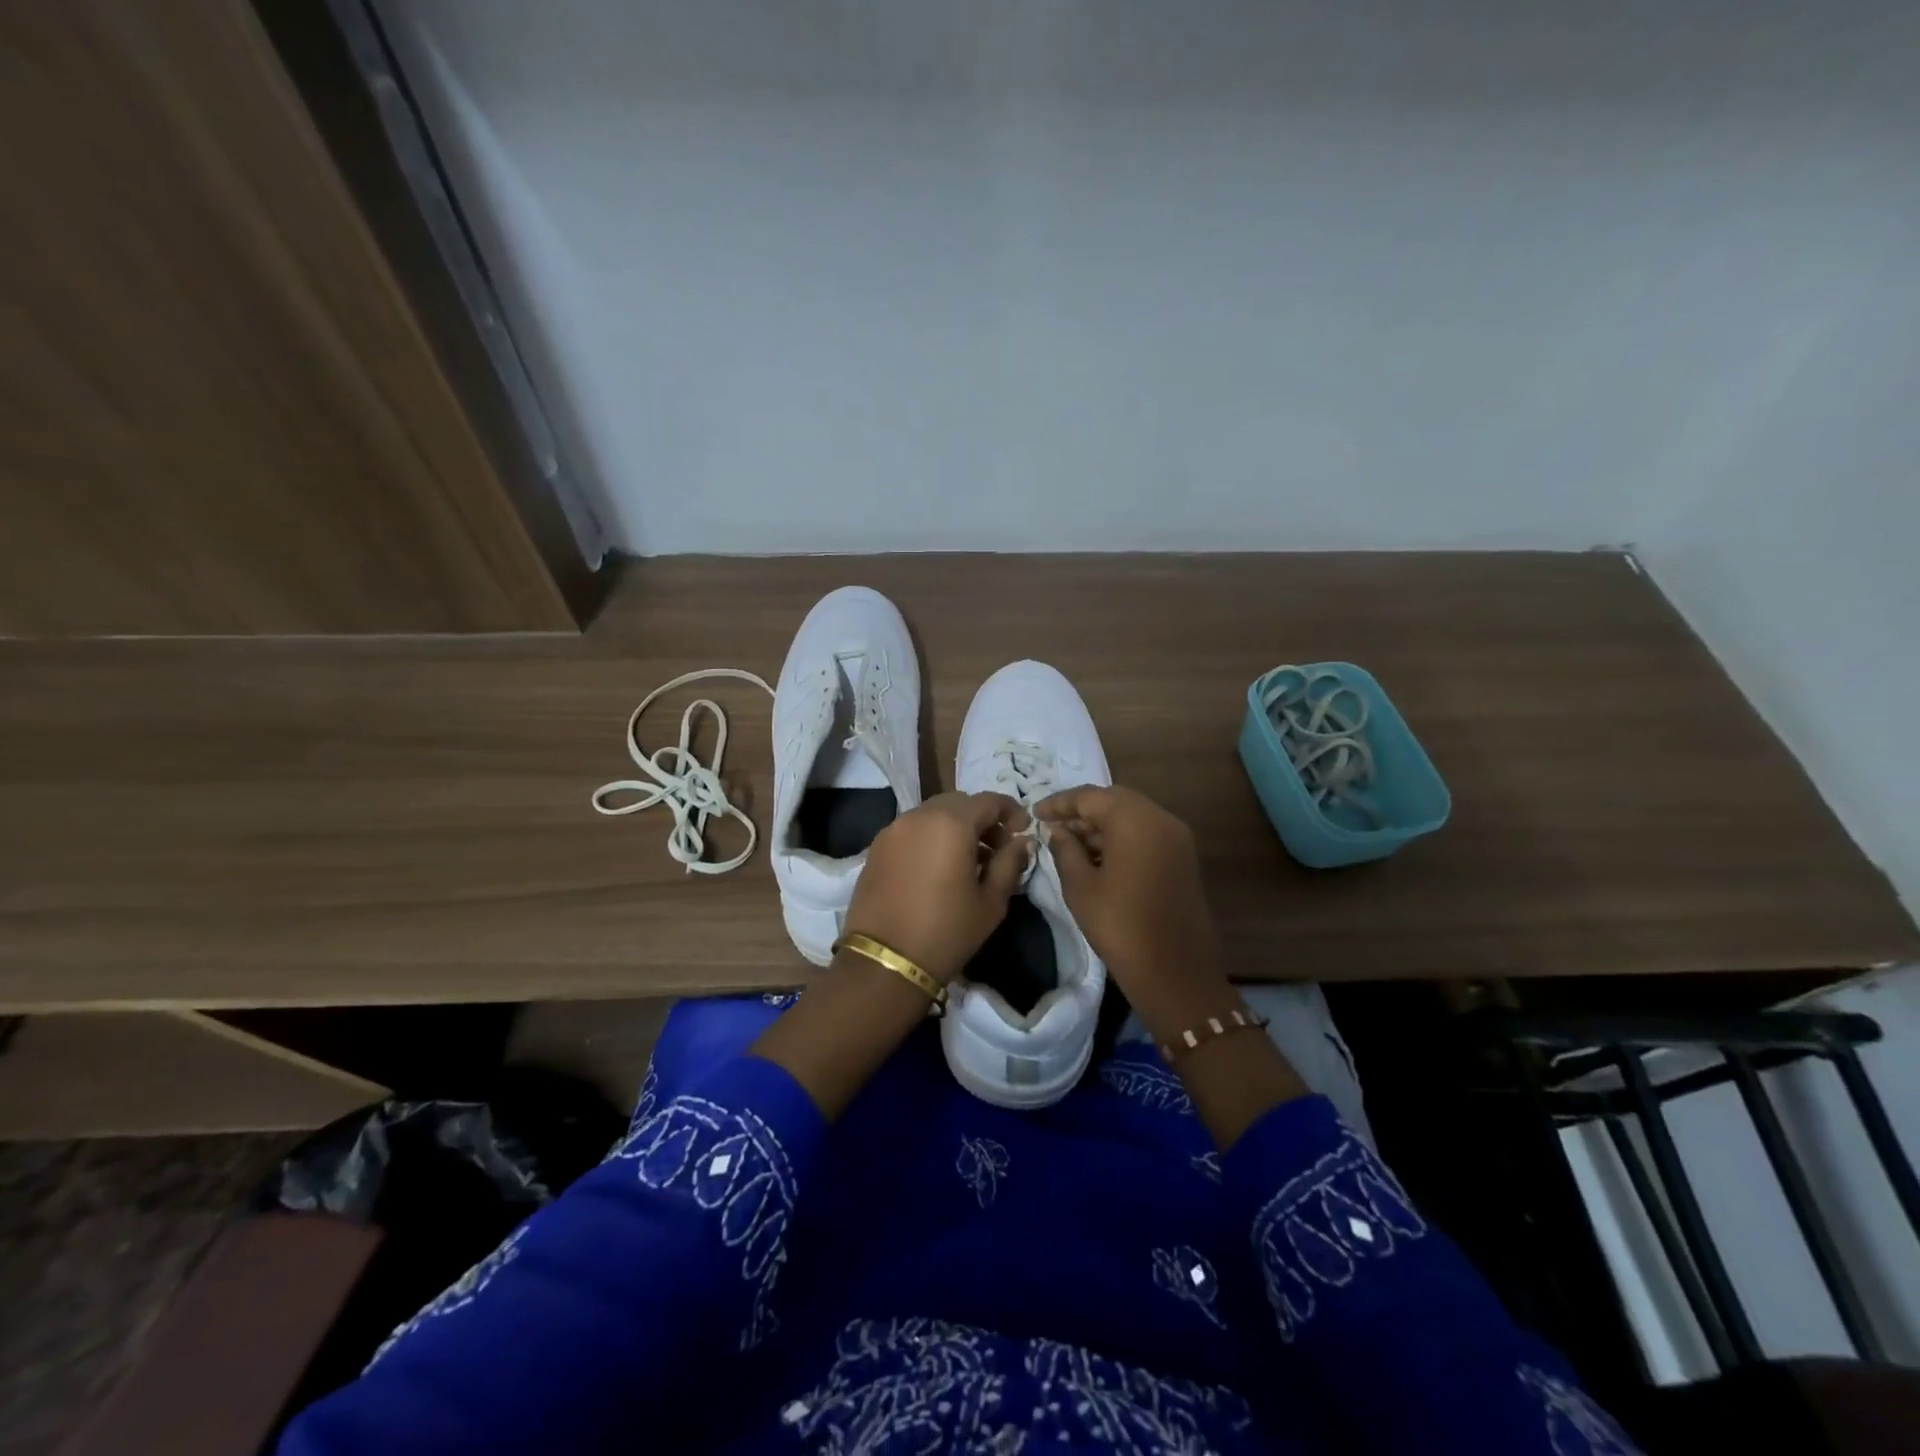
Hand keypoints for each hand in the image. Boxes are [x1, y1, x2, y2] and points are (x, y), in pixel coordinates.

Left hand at [844, 791, 1030, 982]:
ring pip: (933, 814)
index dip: (1011, 812)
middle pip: (959, 803)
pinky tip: (938, 868)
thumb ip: (1010, 863)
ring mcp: (893, 829)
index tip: (1022, 832)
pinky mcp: (876, 847)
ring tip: (968, 861)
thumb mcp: (990, 901)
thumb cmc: (947, 931)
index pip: (989, 800)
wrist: (885, 962)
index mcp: (951, 823)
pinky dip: (931, 837)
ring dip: (955, 827)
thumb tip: (1022, 841)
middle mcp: (919, 816)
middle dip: (982, 819)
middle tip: (996, 849)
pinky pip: (912, 829)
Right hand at [1034, 785, 1220, 1001]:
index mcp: (1135, 819)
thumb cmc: (1119, 925)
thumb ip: (1065, 849)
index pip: (1090, 796)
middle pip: (1114, 801)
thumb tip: (1057, 830)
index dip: (1059, 803)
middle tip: (1053, 827)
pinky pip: (1146, 833)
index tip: (1035, 814)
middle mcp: (1161, 818)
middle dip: (1082, 811)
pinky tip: (1097, 857)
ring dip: (1102, 825)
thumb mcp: (1080, 886)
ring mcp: (1177, 838)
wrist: (1174, 971)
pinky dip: (1121, 837)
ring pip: (1132, 816)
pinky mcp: (1183, 857)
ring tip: (1070, 843)